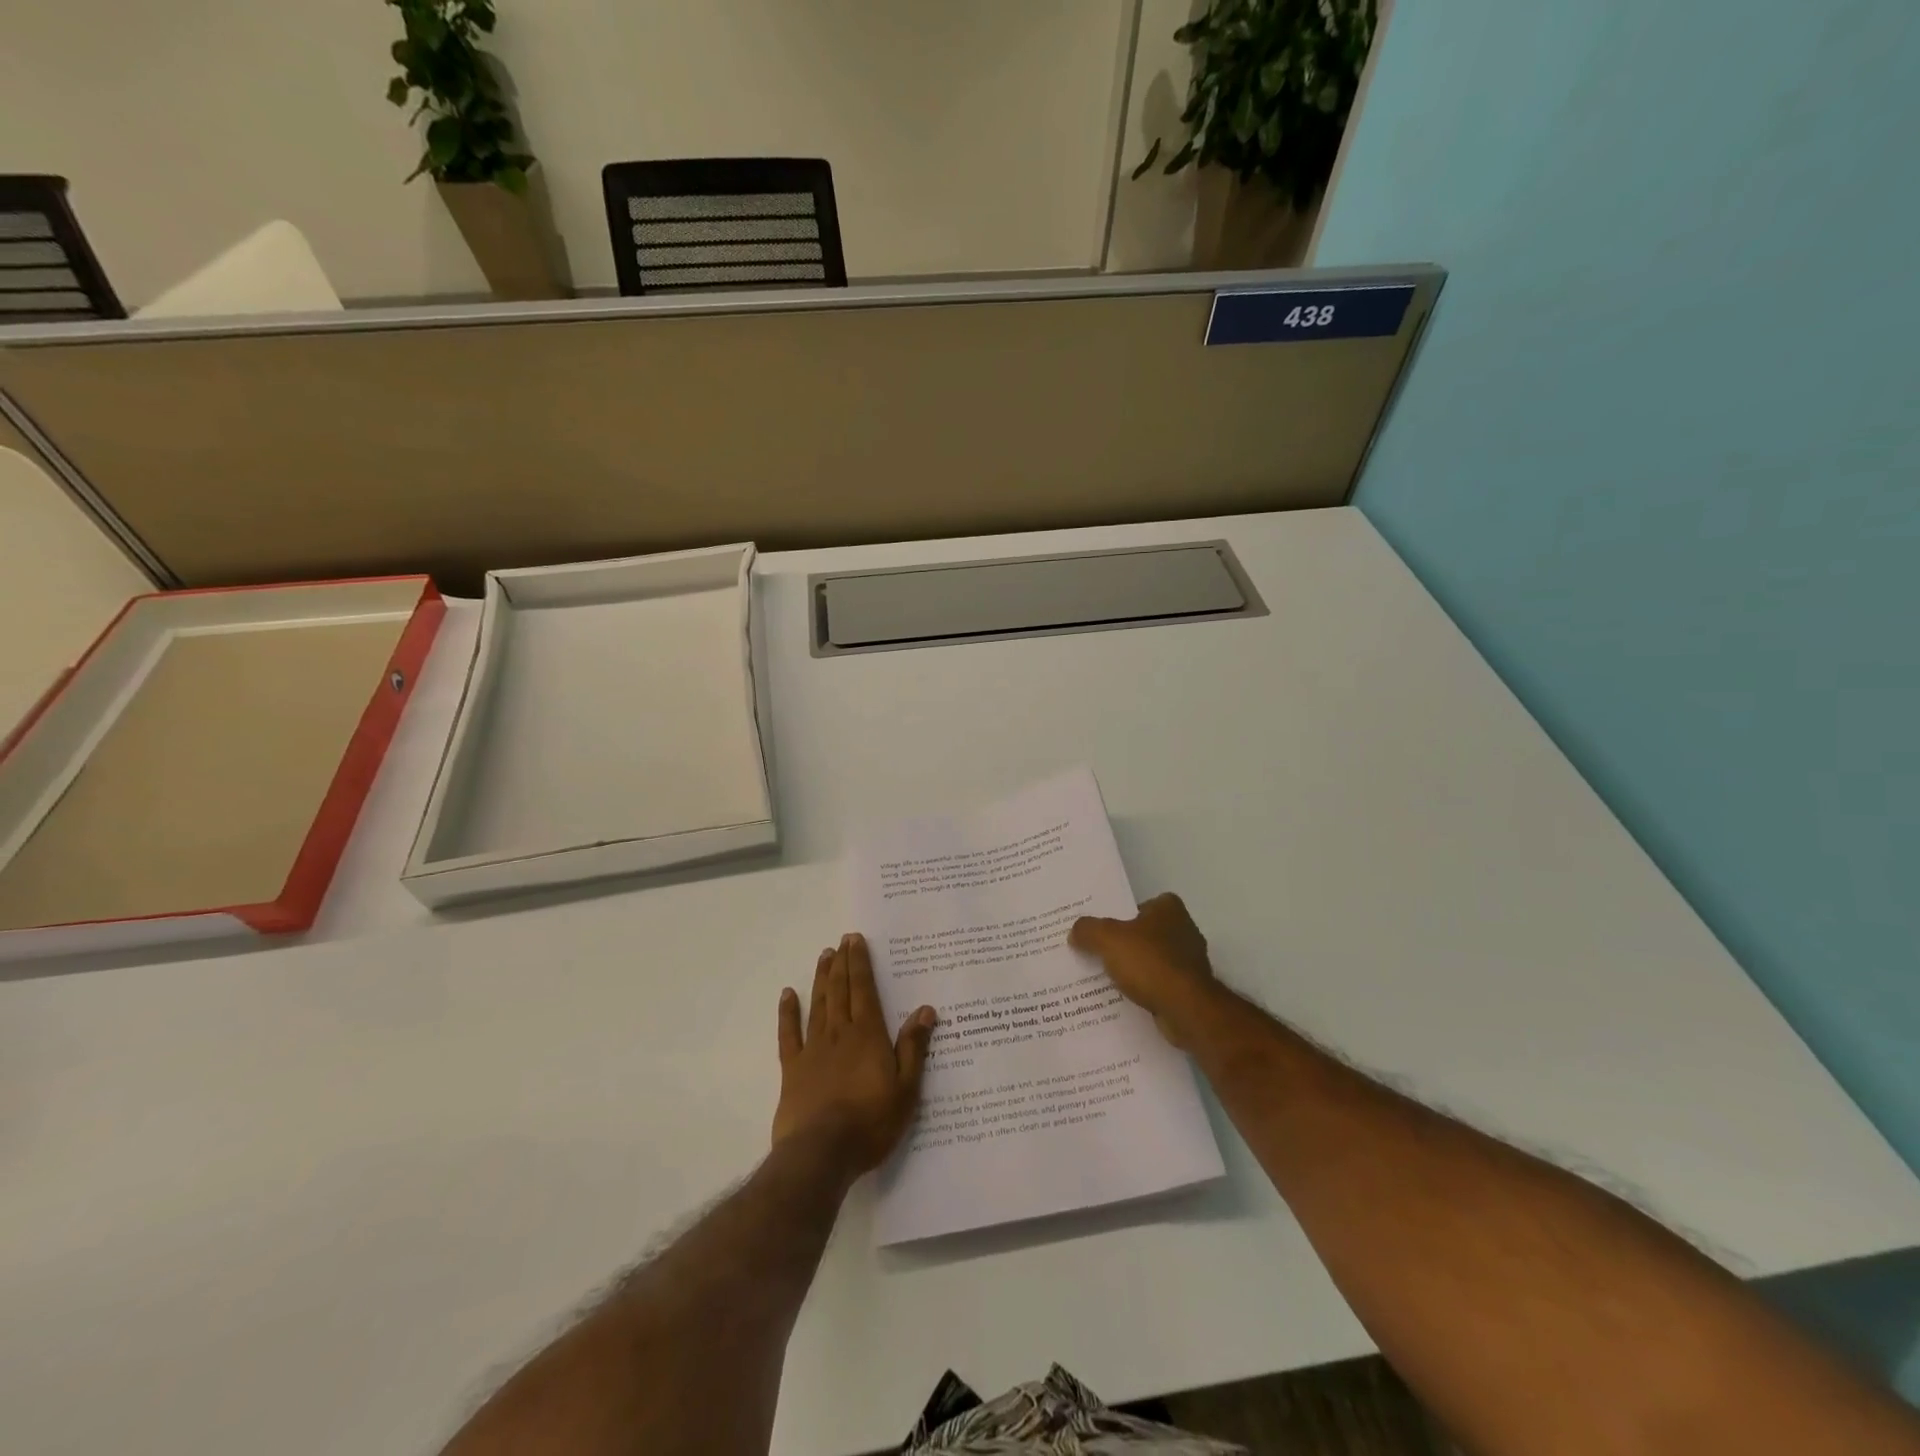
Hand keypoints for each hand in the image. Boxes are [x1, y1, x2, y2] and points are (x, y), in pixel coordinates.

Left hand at [773, 933, 936, 1179]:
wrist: (821, 1153)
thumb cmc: (870, 1123)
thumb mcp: (906, 1090)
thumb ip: (913, 1048)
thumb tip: (925, 1010)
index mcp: (868, 1035)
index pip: (864, 990)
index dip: (860, 963)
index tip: (856, 940)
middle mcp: (839, 1033)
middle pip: (840, 990)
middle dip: (842, 963)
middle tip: (841, 941)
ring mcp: (813, 1049)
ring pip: (818, 1004)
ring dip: (821, 978)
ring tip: (824, 956)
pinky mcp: (792, 1069)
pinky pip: (789, 1034)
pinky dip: (788, 1012)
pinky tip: (787, 995)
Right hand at [1069, 892, 1217, 1045]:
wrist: (1185, 1009)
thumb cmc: (1149, 963)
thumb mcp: (1107, 939)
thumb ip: (1088, 930)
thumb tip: (1076, 932)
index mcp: (1170, 909)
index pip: (1144, 903)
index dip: (1124, 913)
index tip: (1104, 927)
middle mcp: (1185, 930)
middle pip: (1147, 932)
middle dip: (1127, 942)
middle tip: (1097, 951)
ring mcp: (1190, 962)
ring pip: (1153, 960)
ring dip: (1135, 968)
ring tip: (1106, 977)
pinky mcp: (1190, 990)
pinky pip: (1159, 984)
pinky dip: (1145, 989)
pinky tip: (1125, 997)